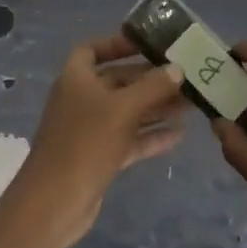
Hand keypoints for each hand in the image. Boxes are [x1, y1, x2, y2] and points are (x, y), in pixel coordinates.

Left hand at [10, 33, 188, 247]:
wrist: (54, 204)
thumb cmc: (85, 143)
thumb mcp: (123, 109)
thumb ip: (152, 87)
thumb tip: (178, 69)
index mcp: (76, 78)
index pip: (93, 49)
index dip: (117, 43)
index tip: (147, 44)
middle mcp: (82, 99)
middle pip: (119, 80)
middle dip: (151, 79)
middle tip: (186, 76)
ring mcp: (90, 129)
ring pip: (128, 110)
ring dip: (156, 106)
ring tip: (191, 103)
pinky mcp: (100, 156)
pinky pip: (130, 138)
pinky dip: (151, 135)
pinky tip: (180, 133)